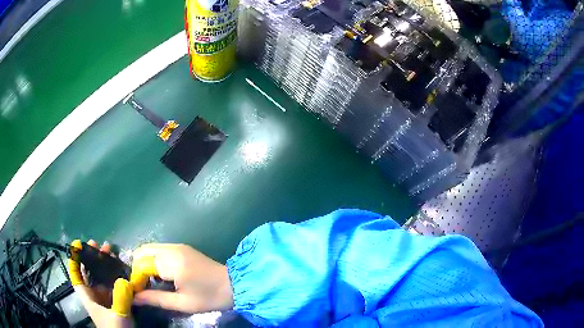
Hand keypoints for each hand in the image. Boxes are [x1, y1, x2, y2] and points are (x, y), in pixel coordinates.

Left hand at [68, 240, 132, 327]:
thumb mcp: (118, 316)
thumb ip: (120, 299)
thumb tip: (124, 280)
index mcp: (89, 298)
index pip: (76, 278)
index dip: (74, 262)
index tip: (75, 247)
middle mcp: (95, 296)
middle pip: (89, 274)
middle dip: (92, 258)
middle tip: (97, 245)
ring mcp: (105, 299)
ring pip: (101, 278)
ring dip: (105, 265)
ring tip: (110, 251)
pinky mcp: (116, 303)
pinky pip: (113, 285)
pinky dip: (116, 276)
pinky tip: (121, 269)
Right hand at [130, 244, 233, 312]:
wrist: (234, 285)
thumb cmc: (209, 297)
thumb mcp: (181, 303)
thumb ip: (155, 299)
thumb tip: (134, 298)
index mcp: (171, 262)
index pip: (141, 263)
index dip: (137, 277)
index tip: (138, 291)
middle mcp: (172, 249)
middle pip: (143, 252)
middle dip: (139, 268)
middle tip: (144, 286)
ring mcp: (177, 245)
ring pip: (150, 249)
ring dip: (146, 263)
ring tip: (153, 282)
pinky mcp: (182, 247)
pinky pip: (159, 249)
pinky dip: (154, 260)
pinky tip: (162, 275)